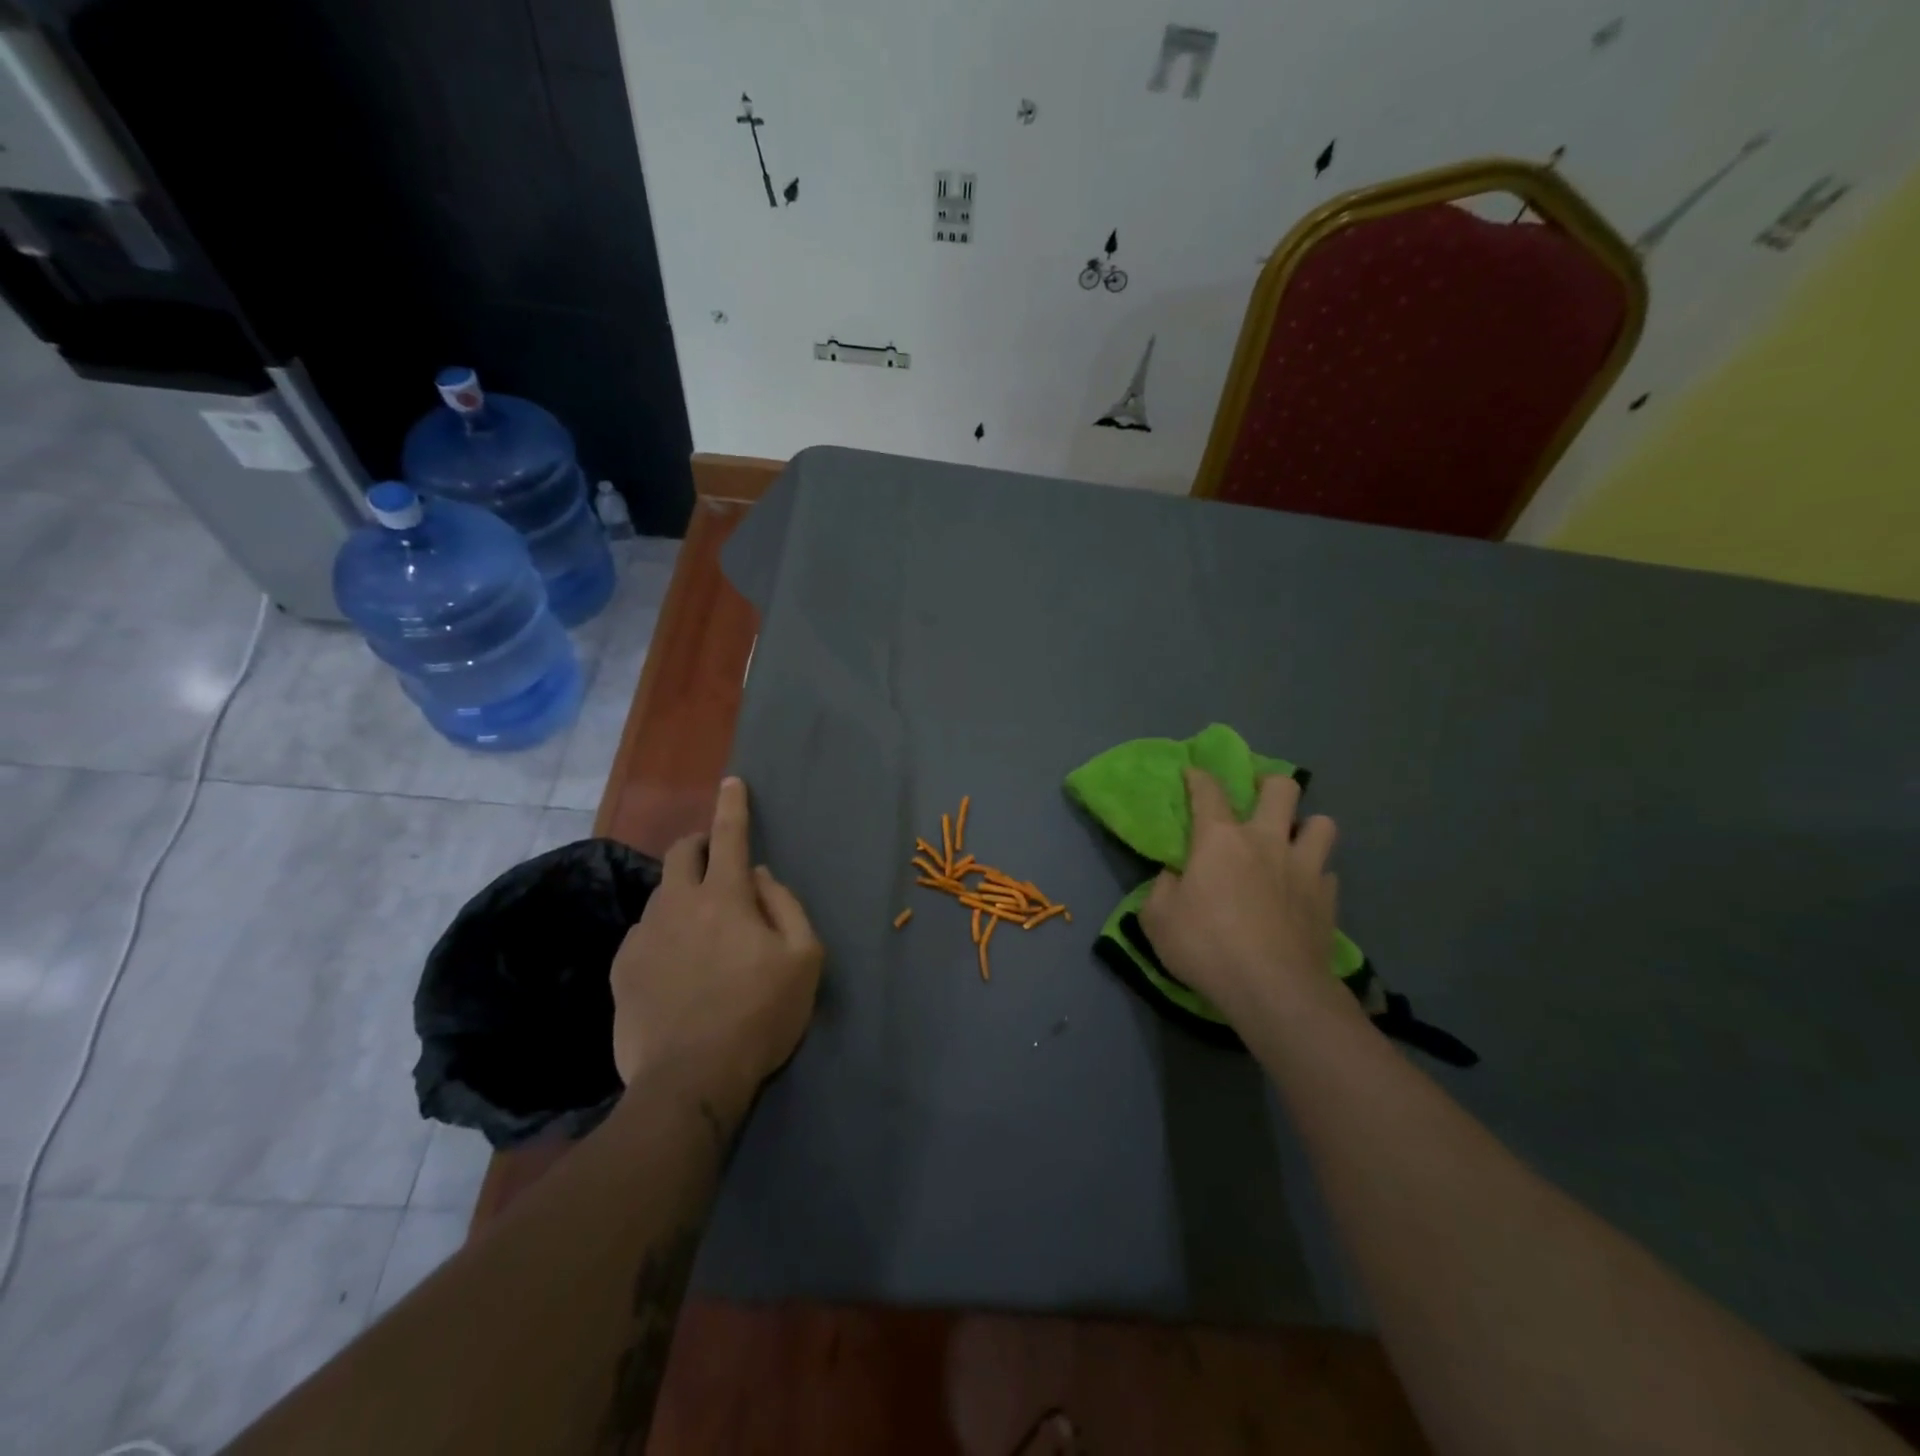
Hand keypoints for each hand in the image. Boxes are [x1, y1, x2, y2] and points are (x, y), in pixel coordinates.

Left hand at [610, 778, 823, 1102]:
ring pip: (662, 893)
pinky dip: (665, 932)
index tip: (731, 781)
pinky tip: (677, 966)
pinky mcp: (623, 968)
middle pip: (682, 852)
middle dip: (701, 844)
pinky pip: (645, 932)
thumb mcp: (804, 958)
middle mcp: (678, 904)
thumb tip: (759, 875)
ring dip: (684, 894)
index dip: (733, 805)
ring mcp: (644, 936)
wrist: (690, 1080)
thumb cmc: (759, 1016)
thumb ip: (785, 905)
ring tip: (703, 930)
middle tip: (718, 862)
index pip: (730, 835)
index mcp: (725, 897)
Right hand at [1139, 768, 1348, 1030]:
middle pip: (1282, 788)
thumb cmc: (1207, 947)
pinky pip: (1328, 872)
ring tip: (1292, 843)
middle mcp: (1266, 841)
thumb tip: (1175, 876)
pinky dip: (1316, 875)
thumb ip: (1162, 889)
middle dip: (1270, 785)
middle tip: (1258, 801)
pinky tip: (1303, 891)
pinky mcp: (1328, 900)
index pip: (1208, 791)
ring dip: (1306, 827)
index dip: (1198, 777)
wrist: (1274, 990)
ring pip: (1322, 824)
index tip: (1193, 773)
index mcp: (1220, 839)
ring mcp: (1303, 868)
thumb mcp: (1158, 920)